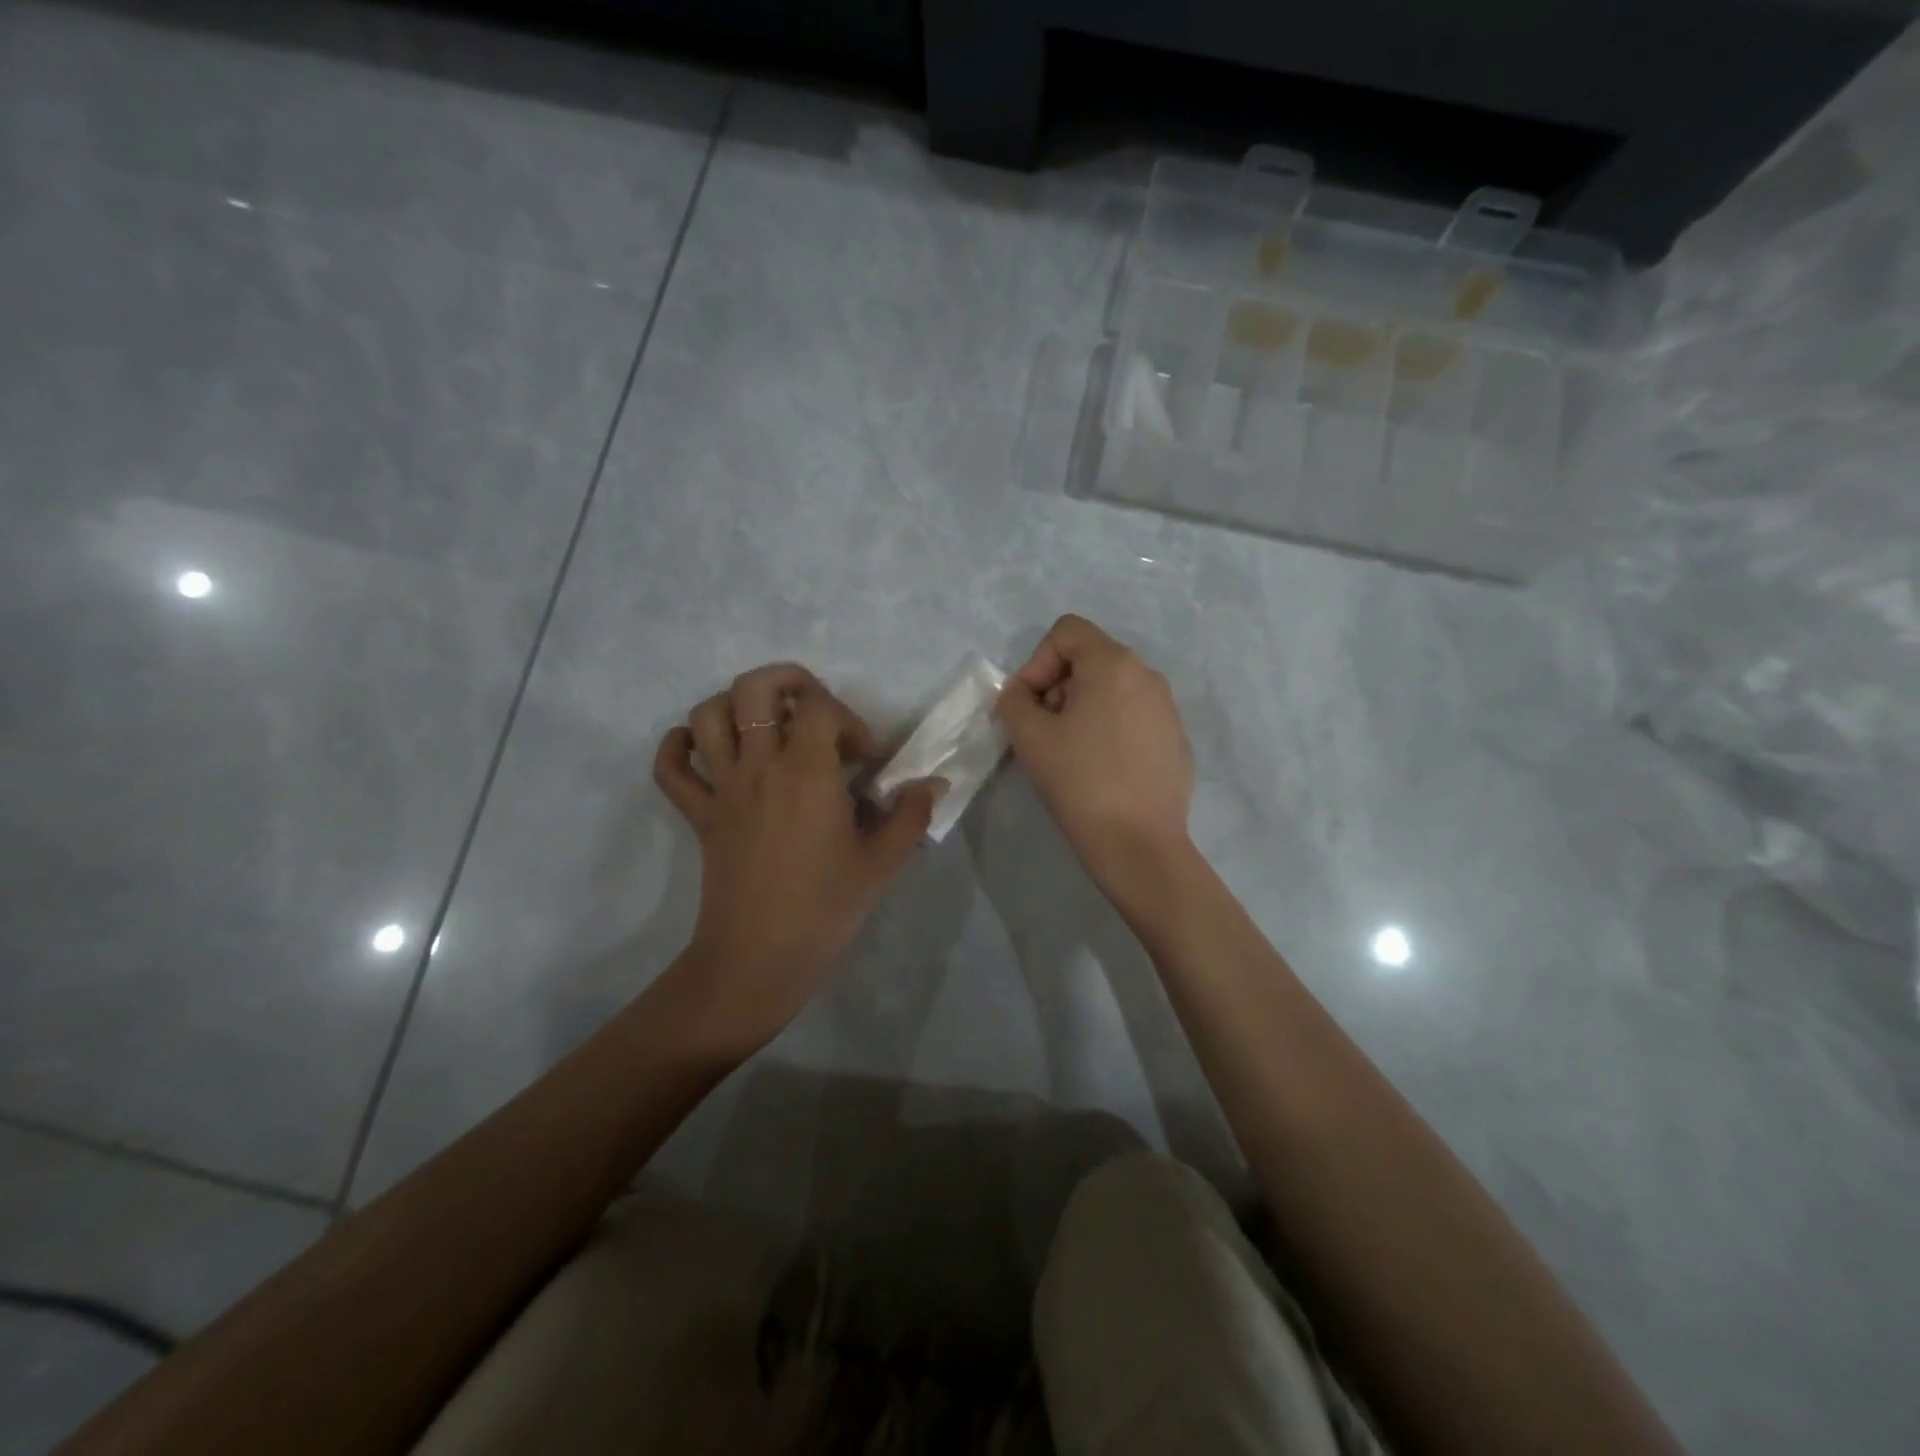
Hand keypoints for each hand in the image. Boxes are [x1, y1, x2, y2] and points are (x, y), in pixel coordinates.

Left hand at [653, 663, 941, 1048]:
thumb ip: (911, 815)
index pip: (820, 707)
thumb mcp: (881, 863)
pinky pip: (670, 767)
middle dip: (787, 681)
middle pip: (753, 687)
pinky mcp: (699, 815)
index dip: (849, 720)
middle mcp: (759, 767)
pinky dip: (678, 746)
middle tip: (814, 710)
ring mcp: (722, 789)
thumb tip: (934, 783)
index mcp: (807, 773)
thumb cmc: (825, 908)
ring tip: (766, 726)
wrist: (758, 959)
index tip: (864, 759)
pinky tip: (706, 750)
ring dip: (734, 705)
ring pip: (707, 715)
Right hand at [994, 615, 1193, 890]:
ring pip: (1111, 689)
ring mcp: (1168, 709)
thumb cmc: (1080, 782)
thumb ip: (1014, 701)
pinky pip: (1133, 717)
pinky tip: (1102, 770)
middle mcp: (1148, 676)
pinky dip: (1109, 729)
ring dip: (1081, 709)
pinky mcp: (1176, 740)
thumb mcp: (1029, 737)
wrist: (1139, 844)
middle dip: (1058, 687)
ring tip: (1071, 753)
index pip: (1067, 632)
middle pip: (1089, 659)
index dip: (1036, 662)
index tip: (1030, 706)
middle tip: (1045, 732)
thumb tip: (1022, 695)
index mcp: (1115, 664)